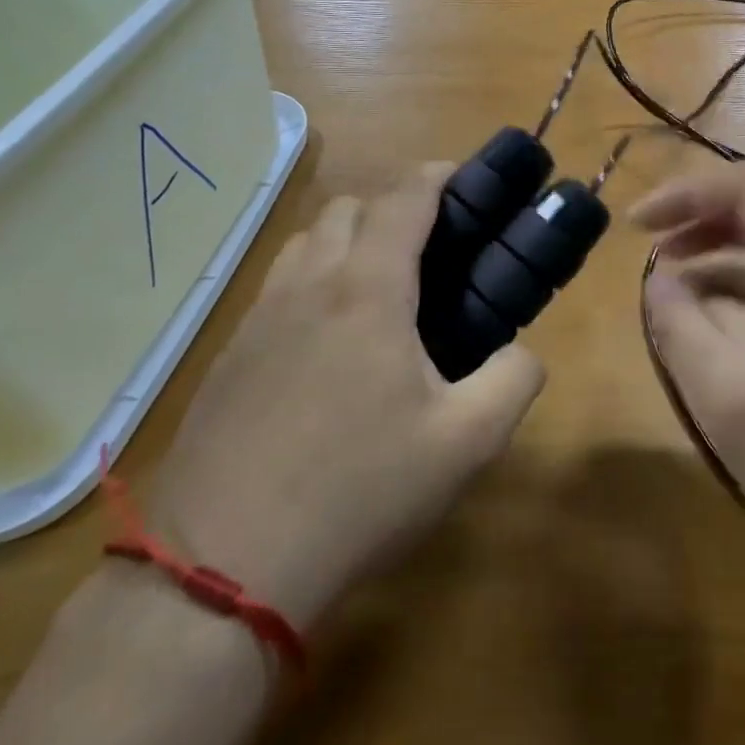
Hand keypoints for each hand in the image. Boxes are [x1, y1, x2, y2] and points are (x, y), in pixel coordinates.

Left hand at [147, 165, 544, 630]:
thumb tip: (521, 354)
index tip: (461, 178)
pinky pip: (275, 288)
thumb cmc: (358, 492)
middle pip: (347, 209)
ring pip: (303, 243)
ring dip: (344, 241)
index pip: (402, 200)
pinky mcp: (228, 357)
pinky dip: (310, 282)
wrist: (223, 568)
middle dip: (391, 208)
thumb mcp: (466, 444)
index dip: (436, 176)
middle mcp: (308, 286)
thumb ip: (514, 381)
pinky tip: (325, 344)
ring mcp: (258, 319)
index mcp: (367, 291)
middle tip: (430, 250)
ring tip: (377, 289)